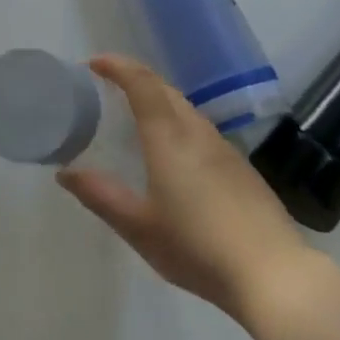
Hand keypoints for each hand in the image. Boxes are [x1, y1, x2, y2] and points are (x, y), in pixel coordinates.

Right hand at [57, 54, 315, 320]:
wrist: (274, 275)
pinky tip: (175, 154)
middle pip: (164, 89)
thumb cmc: (197, 247)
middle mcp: (197, 131)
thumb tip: (65, 173)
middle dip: (136, 78)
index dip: (118, 66)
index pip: (141, 83)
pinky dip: (178, 123)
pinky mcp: (242, 168)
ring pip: (186, 108)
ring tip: (138, 116)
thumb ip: (101, 196)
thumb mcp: (138, 227)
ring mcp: (224, 148)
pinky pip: (202, 129)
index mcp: (169, 137)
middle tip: (110, 85)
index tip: (94, 64)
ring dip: (159, 100)